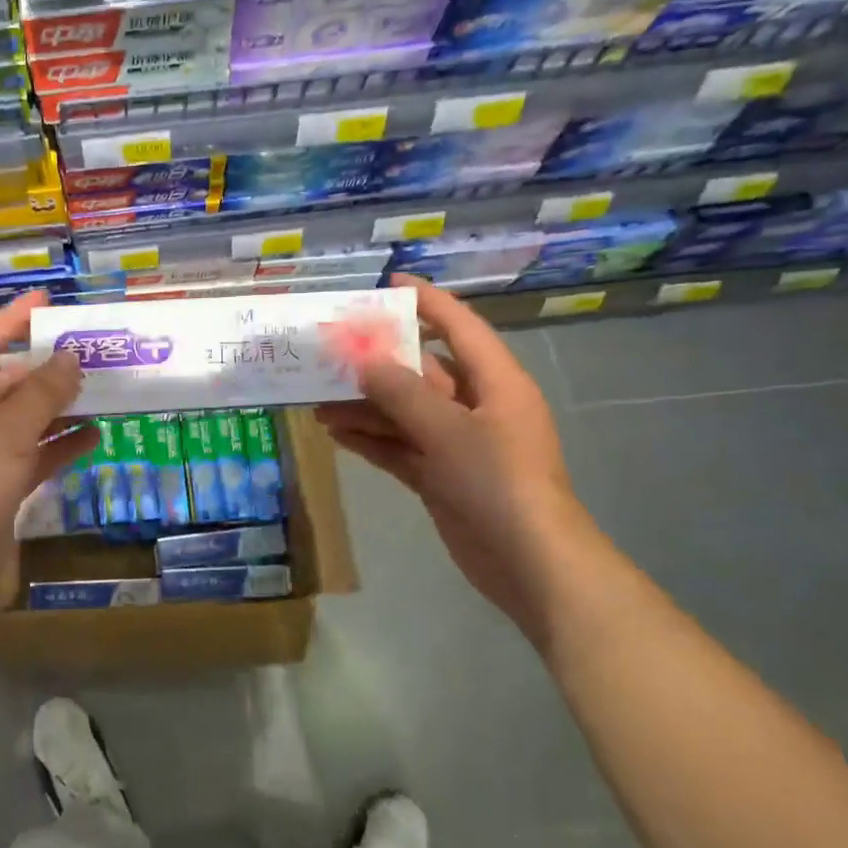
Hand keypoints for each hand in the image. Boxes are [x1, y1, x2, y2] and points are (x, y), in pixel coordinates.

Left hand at [0, 291, 95, 609]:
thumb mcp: (6, 432)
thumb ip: (42, 392)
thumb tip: (70, 358)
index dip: (15, 318)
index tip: (49, 299)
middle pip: (7, 379)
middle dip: (48, 367)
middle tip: (93, 352)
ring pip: (22, 418)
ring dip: (59, 406)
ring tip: (103, 390)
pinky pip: (30, 453)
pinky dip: (58, 444)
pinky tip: (95, 436)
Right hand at [315, 275, 593, 639]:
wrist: (529, 563)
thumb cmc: (498, 482)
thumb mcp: (448, 430)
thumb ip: (403, 393)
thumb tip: (367, 362)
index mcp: (495, 383)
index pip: (459, 327)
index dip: (428, 302)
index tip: (390, 283)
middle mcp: (478, 407)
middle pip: (423, 373)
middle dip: (378, 364)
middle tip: (332, 352)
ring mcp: (459, 445)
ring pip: (405, 413)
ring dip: (366, 407)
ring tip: (318, 400)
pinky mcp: (442, 478)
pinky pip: (401, 448)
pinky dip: (372, 440)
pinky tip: (336, 434)